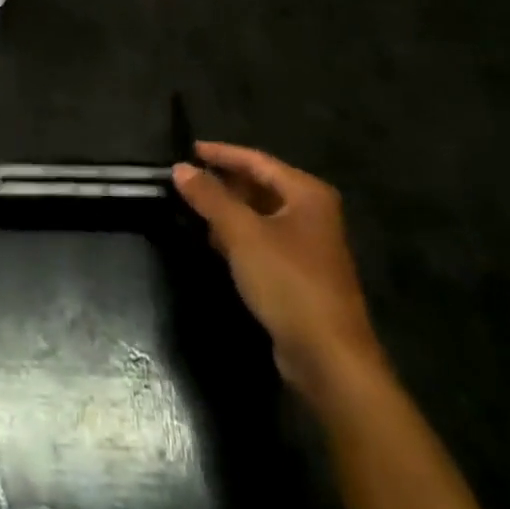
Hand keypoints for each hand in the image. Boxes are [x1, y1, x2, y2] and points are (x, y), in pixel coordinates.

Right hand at [173, 141, 385, 402]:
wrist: (329, 358)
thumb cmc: (288, 282)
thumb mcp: (242, 234)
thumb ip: (210, 197)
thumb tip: (180, 168)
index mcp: (307, 193)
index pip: (257, 160)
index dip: (221, 154)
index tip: (189, 150)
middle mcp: (312, 213)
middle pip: (260, 185)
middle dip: (224, 182)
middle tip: (187, 179)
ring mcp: (308, 245)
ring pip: (260, 214)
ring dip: (229, 210)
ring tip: (193, 206)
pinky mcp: (300, 274)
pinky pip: (263, 240)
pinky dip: (239, 235)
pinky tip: (214, 241)